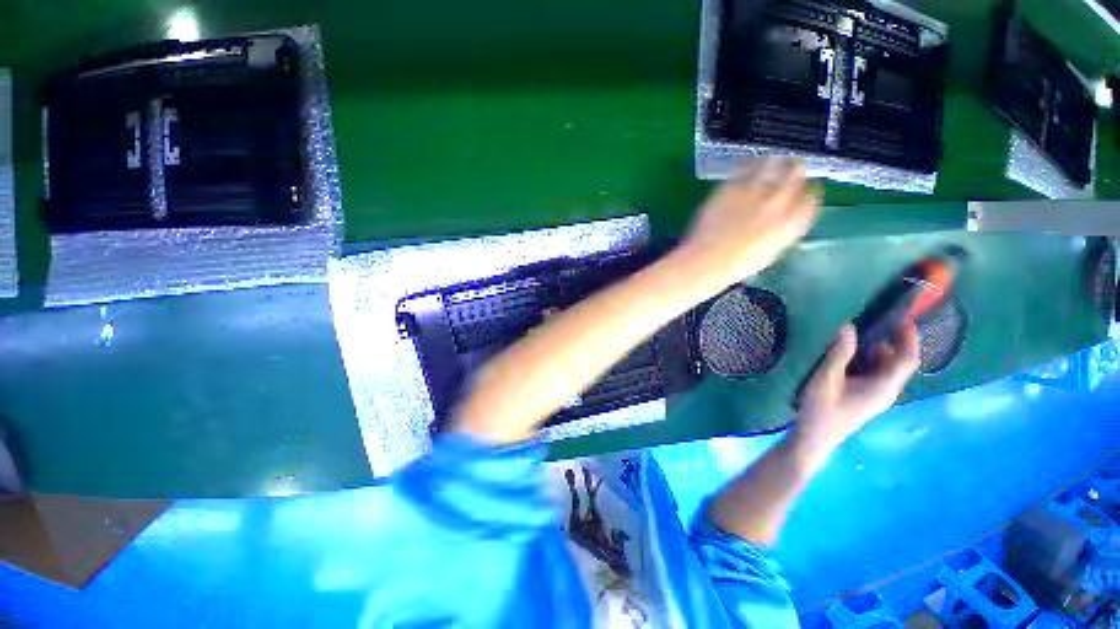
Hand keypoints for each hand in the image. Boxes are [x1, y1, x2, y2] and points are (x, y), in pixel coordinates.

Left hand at [668, 158, 820, 298]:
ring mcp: (755, 191)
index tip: (806, 189)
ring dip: (776, 162)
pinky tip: (748, 166)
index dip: (809, 191)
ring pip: (774, 164)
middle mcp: (779, 201)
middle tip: (792, 167)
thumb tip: (785, 219)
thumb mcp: (770, 251)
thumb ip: (782, 231)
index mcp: (792, 222)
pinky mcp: (732, 186)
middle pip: (796, 173)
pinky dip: (750, 165)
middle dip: (796, 169)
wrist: (708, 259)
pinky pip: (746, 167)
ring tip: (773, 161)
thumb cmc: (737, 264)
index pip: (812, 197)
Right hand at [792, 322, 920, 461]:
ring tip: (854, 336)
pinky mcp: (866, 397)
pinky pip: (873, 374)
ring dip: (874, 351)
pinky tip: (847, 356)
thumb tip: (848, 327)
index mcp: (883, 386)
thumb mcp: (827, 378)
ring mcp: (876, 395)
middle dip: (889, 341)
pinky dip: (866, 361)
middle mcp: (886, 390)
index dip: (909, 339)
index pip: (906, 360)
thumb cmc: (821, 409)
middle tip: (871, 323)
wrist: (815, 437)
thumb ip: (839, 353)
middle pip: (896, 362)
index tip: (904, 319)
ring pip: (884, 368)